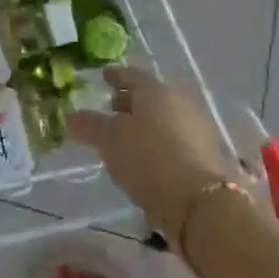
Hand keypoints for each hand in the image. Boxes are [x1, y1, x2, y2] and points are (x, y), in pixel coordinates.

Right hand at [67, 66, 246, 241]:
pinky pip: (175, 138)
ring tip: (126, 138)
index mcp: (154, 90)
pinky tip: (147, 157)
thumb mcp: (109, 141)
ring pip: (164, 117)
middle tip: (111, 109)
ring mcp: (197, 127)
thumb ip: (90, 125)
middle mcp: (179, 101)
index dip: (114, 76)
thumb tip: (72, 117)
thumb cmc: (147, 158)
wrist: (199, 203)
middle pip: (150, 96)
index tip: (103, 77)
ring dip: (146, 123)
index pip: (130, 74)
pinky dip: (159, 141)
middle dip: (130, 101)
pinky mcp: (206, 154)